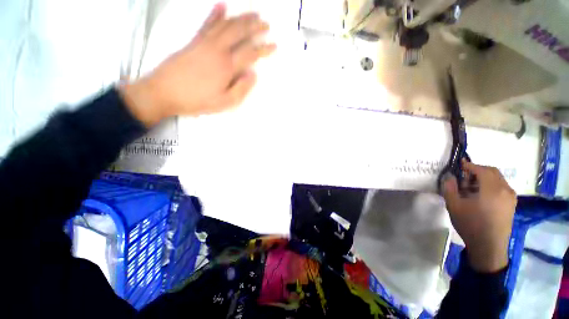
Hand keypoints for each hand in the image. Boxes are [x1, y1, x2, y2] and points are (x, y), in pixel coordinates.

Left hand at [121, 3, 275, 125]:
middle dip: (255, 27)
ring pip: (226, 24)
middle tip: (266, 24)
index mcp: (227, 66)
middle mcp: (217, 49)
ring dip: (241, 18)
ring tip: (253, 14)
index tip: (274, 46)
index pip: (250, 53)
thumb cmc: (197, 101)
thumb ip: (241, 89)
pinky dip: (215, 13)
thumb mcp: (224, 102)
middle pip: (239, 33)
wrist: (164, 92)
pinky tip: (222, 5)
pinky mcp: (193, 41)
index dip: (264, 49)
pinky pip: (207, 24)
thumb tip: (253, 75)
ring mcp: (204, 43)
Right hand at [442, 160, 516, 272]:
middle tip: (464, 177)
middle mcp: (505, 189)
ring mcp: (510, 197)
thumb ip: (449, 188)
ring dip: (484, 178)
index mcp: (492, 189)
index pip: (482, 169)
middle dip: (478, 170)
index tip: (459, 164)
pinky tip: (481, 196)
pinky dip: (491, 186)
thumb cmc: (470, 224)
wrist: (489, 246)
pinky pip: (502, 188)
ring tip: (470, 188)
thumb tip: (450, 177)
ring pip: (498, 179)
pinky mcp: (511, 204)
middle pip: (492, 172)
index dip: (469, 165)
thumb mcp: (454, 205)